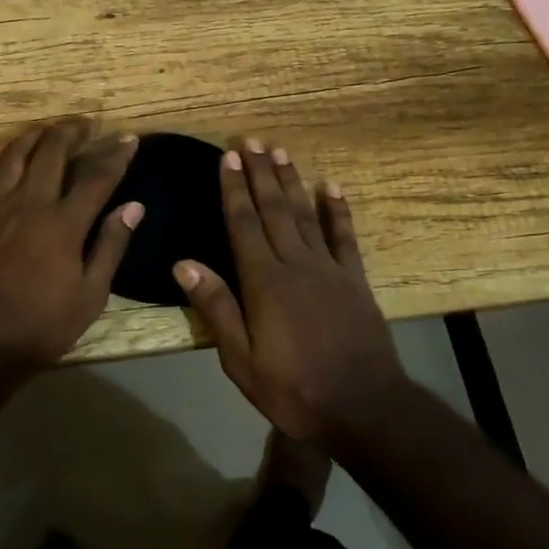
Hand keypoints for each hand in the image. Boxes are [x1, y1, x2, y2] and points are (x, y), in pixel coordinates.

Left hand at [0, 118, 143, 378]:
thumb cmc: (41, 326)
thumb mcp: (90, 295)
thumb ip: (111, 246)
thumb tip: (133, 206)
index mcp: (63, 223)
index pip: (97, 176)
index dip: (116, 155)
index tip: (129, 139)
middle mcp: (29, 204)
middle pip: (51, 152)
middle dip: (71, 132)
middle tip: (85, 125)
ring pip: (12, 156)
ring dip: (32, 136)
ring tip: (46, 130)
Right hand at [173, 141, 407, 444]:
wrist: (365, 408)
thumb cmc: (295, 390)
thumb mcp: (242, 361)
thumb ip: (216, 309)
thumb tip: (183, 264)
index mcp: (264, 282)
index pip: (243, 224)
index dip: (234, 189)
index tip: (228, 157)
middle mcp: (295, 264)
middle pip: (273, 210)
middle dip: (260, 174)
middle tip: (251, 141)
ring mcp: (329, 269)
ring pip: (305, 214)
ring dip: (291, 181)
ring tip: (280, 152)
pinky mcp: (354, 280)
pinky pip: (344, 236)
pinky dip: (337, 209)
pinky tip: (330, 186)